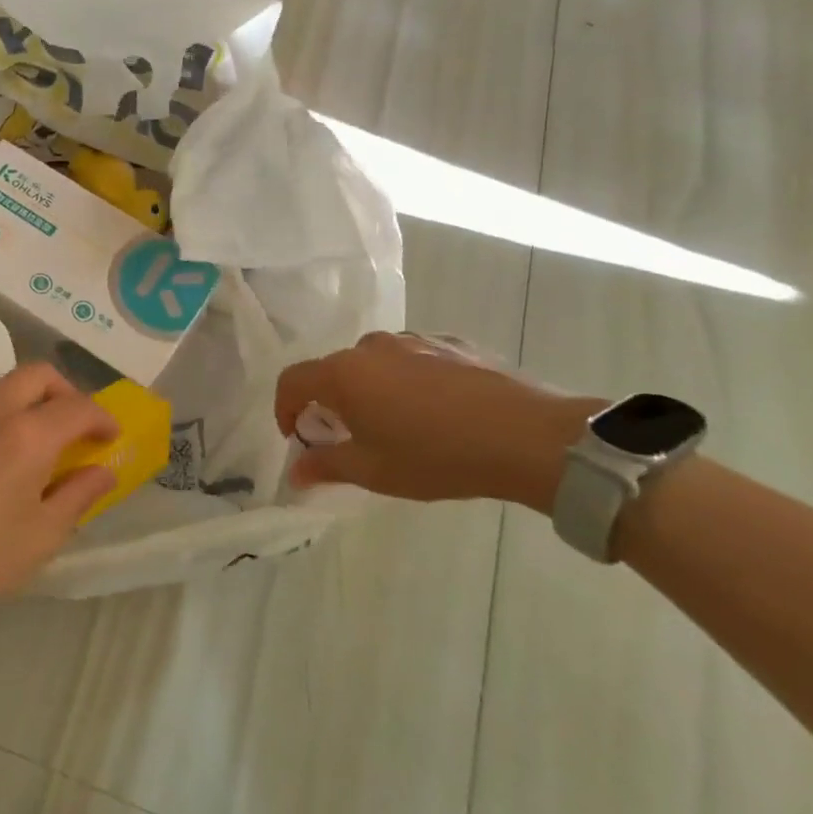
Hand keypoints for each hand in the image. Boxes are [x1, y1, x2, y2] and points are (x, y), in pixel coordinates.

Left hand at [0, 364, 118, 618]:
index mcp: (28, 434)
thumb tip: (103, 470)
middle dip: (66, 393)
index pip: (78, 407)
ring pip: (3, 385)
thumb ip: (79, 494)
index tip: (110, 437)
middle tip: (74, 429)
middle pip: (39, 375)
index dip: (102, 418)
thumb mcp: (42, 535)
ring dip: (28, 402)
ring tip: (32, 444)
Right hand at [274, 331, 601, 513]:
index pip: (292, 381)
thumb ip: (325, 466)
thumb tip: (295, 474)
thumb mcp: (373, 471)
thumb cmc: (436, 456)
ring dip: (372, 389)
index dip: (284, 409)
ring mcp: (414, 339)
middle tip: (351, 437)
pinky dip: (409, 380)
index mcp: (343, 373)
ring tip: (399, 424)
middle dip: (332, 402)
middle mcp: (371, 347)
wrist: (528, 437)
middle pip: (334, 370)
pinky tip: (438, 411)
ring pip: (375, 363)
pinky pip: (413, 359)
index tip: (298, 437)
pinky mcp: (452, 342)